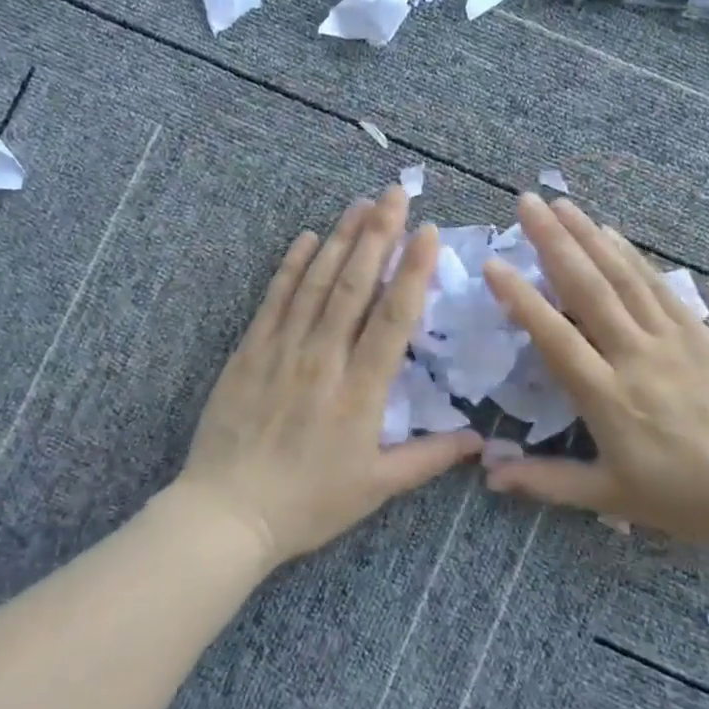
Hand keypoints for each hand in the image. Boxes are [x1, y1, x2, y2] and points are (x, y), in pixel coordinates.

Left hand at [173, 186, 483, 567]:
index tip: (427, 232)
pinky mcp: (250, 351)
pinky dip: (292, 266)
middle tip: (394, 194)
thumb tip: (480, 441)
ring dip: (340, 239)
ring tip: (359, 203)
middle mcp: (324, 359)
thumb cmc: (308, 503)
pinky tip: (307, 238)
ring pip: (316, 283)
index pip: (393, 318)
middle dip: (378, 234)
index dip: (413, 271)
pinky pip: (274, 299)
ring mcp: (283, 350)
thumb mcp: (376, 488)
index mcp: (361, 392)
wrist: (227, 513)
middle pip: (355, 286)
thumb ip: (429, 458)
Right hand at [480, 195, 708, 555]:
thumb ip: (547, 483)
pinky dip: (631, 256)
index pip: (554, 337)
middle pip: (588, 289)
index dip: (521, 299)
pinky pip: (659, 286)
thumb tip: (489, 475)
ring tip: (561, 204)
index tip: (494, 263)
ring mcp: (671, 340)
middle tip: (526, 203)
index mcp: (607, 398)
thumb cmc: (688, 498)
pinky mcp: (700, 333)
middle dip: (553, 242)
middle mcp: (634, 356)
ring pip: (622, 278)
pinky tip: (611, 234)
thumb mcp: (611, 498)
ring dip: (588, 236)